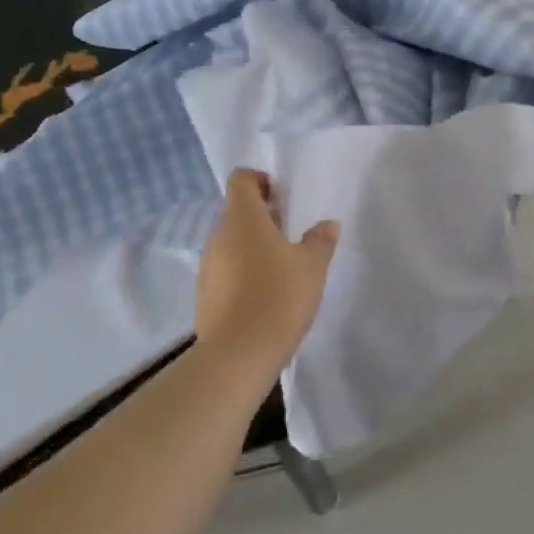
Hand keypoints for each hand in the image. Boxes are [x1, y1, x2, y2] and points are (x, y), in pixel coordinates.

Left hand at [195, 169, 338, 365]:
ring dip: (254, 245)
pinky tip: (266, 293)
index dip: (261, 180)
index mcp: (243, 219)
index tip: (284, 197)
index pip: (242, 180)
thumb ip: (320, 241)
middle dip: (263, 216)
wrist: (239, 354)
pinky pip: (226, 269)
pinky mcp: (206, 293)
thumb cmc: (279, 296)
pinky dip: (244, 271)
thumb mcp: (312, 266)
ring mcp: (208, 266)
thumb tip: (327, 225)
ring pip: (232, 242)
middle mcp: (219, 236)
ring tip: (283, 266)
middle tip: (292, 233)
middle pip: (237, 212)